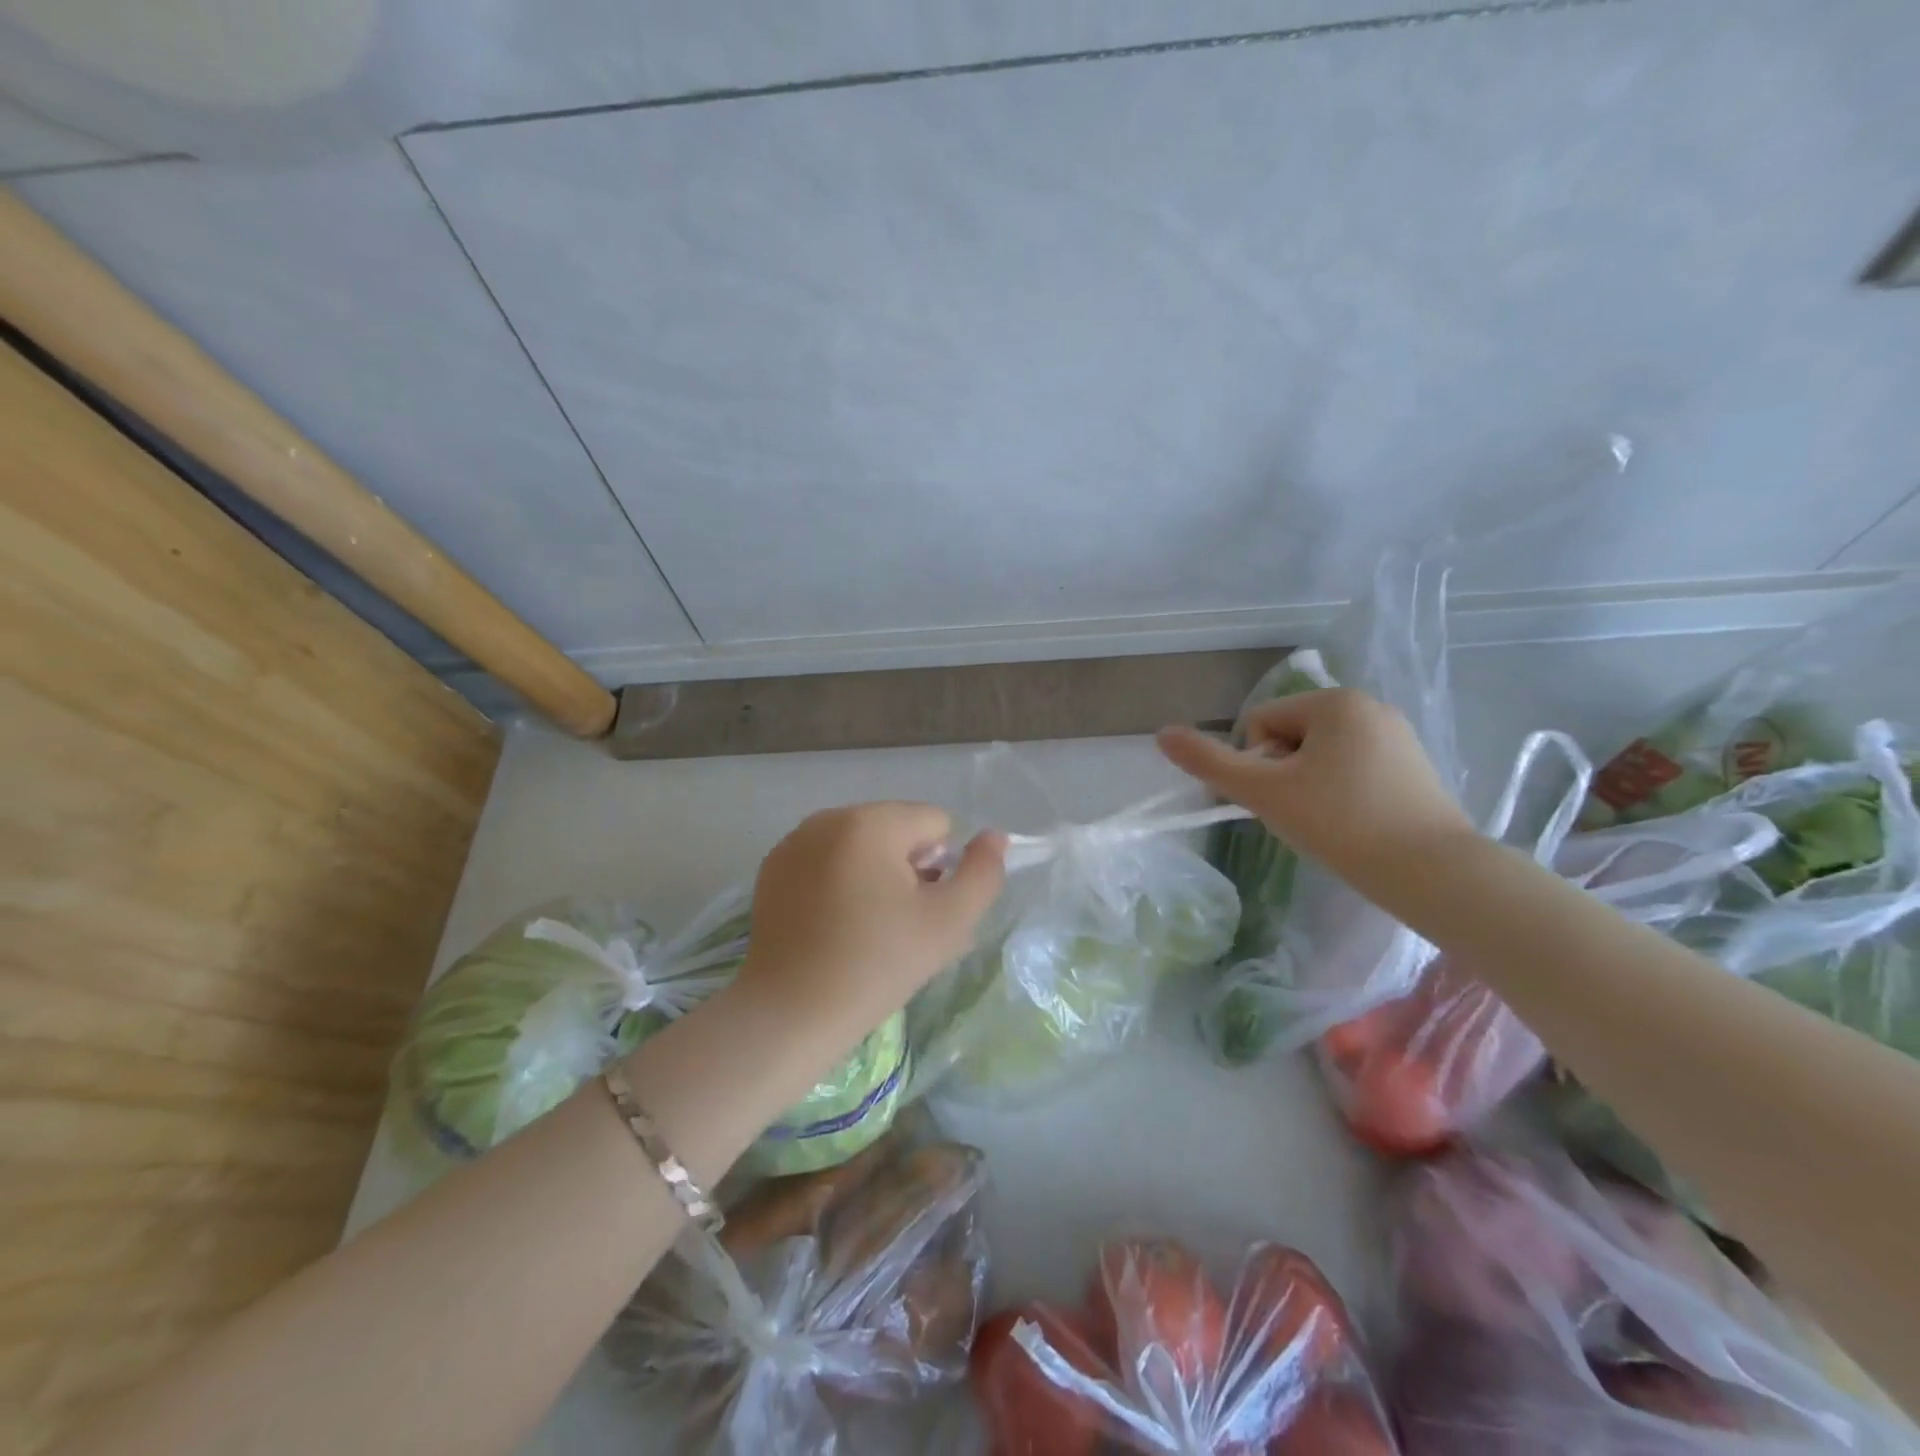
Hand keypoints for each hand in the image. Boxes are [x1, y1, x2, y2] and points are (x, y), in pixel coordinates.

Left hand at [735, 802, 1005, 1035]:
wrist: (790, 1014)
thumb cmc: (876, 965)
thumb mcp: (948, 923)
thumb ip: (983, 873)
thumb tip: (994, 837)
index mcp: (870, 822)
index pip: (935, 823)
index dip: (942, 868)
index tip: (921, 912)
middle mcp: (828, 817)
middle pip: (897, 830)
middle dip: (909, 869)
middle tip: (899, 926)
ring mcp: (794, 842)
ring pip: (862, 845)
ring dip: (876, 875)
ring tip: (867, 929)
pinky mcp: (773, 869)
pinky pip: (827, 860)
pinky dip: (839, 883)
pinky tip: (832, 927)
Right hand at [1157, 688, 1474, 885]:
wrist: (1434, 873)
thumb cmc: (1340, 823)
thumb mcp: (1264, 792)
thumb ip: (1209, 762)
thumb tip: (1162, 733)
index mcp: (1334, 701)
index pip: (1260, 723)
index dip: (1257, 765)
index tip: (1282, 799)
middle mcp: (1369, 705)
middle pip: (1289, 737)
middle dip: (1284, 774)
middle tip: (1305, 814)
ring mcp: (1397, 735)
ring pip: (1319, 755)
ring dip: (1309, 785)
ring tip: (1332, 822)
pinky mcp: (1414, 765)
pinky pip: (1352, 768)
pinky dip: (1342, 793)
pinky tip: (1357, 823)